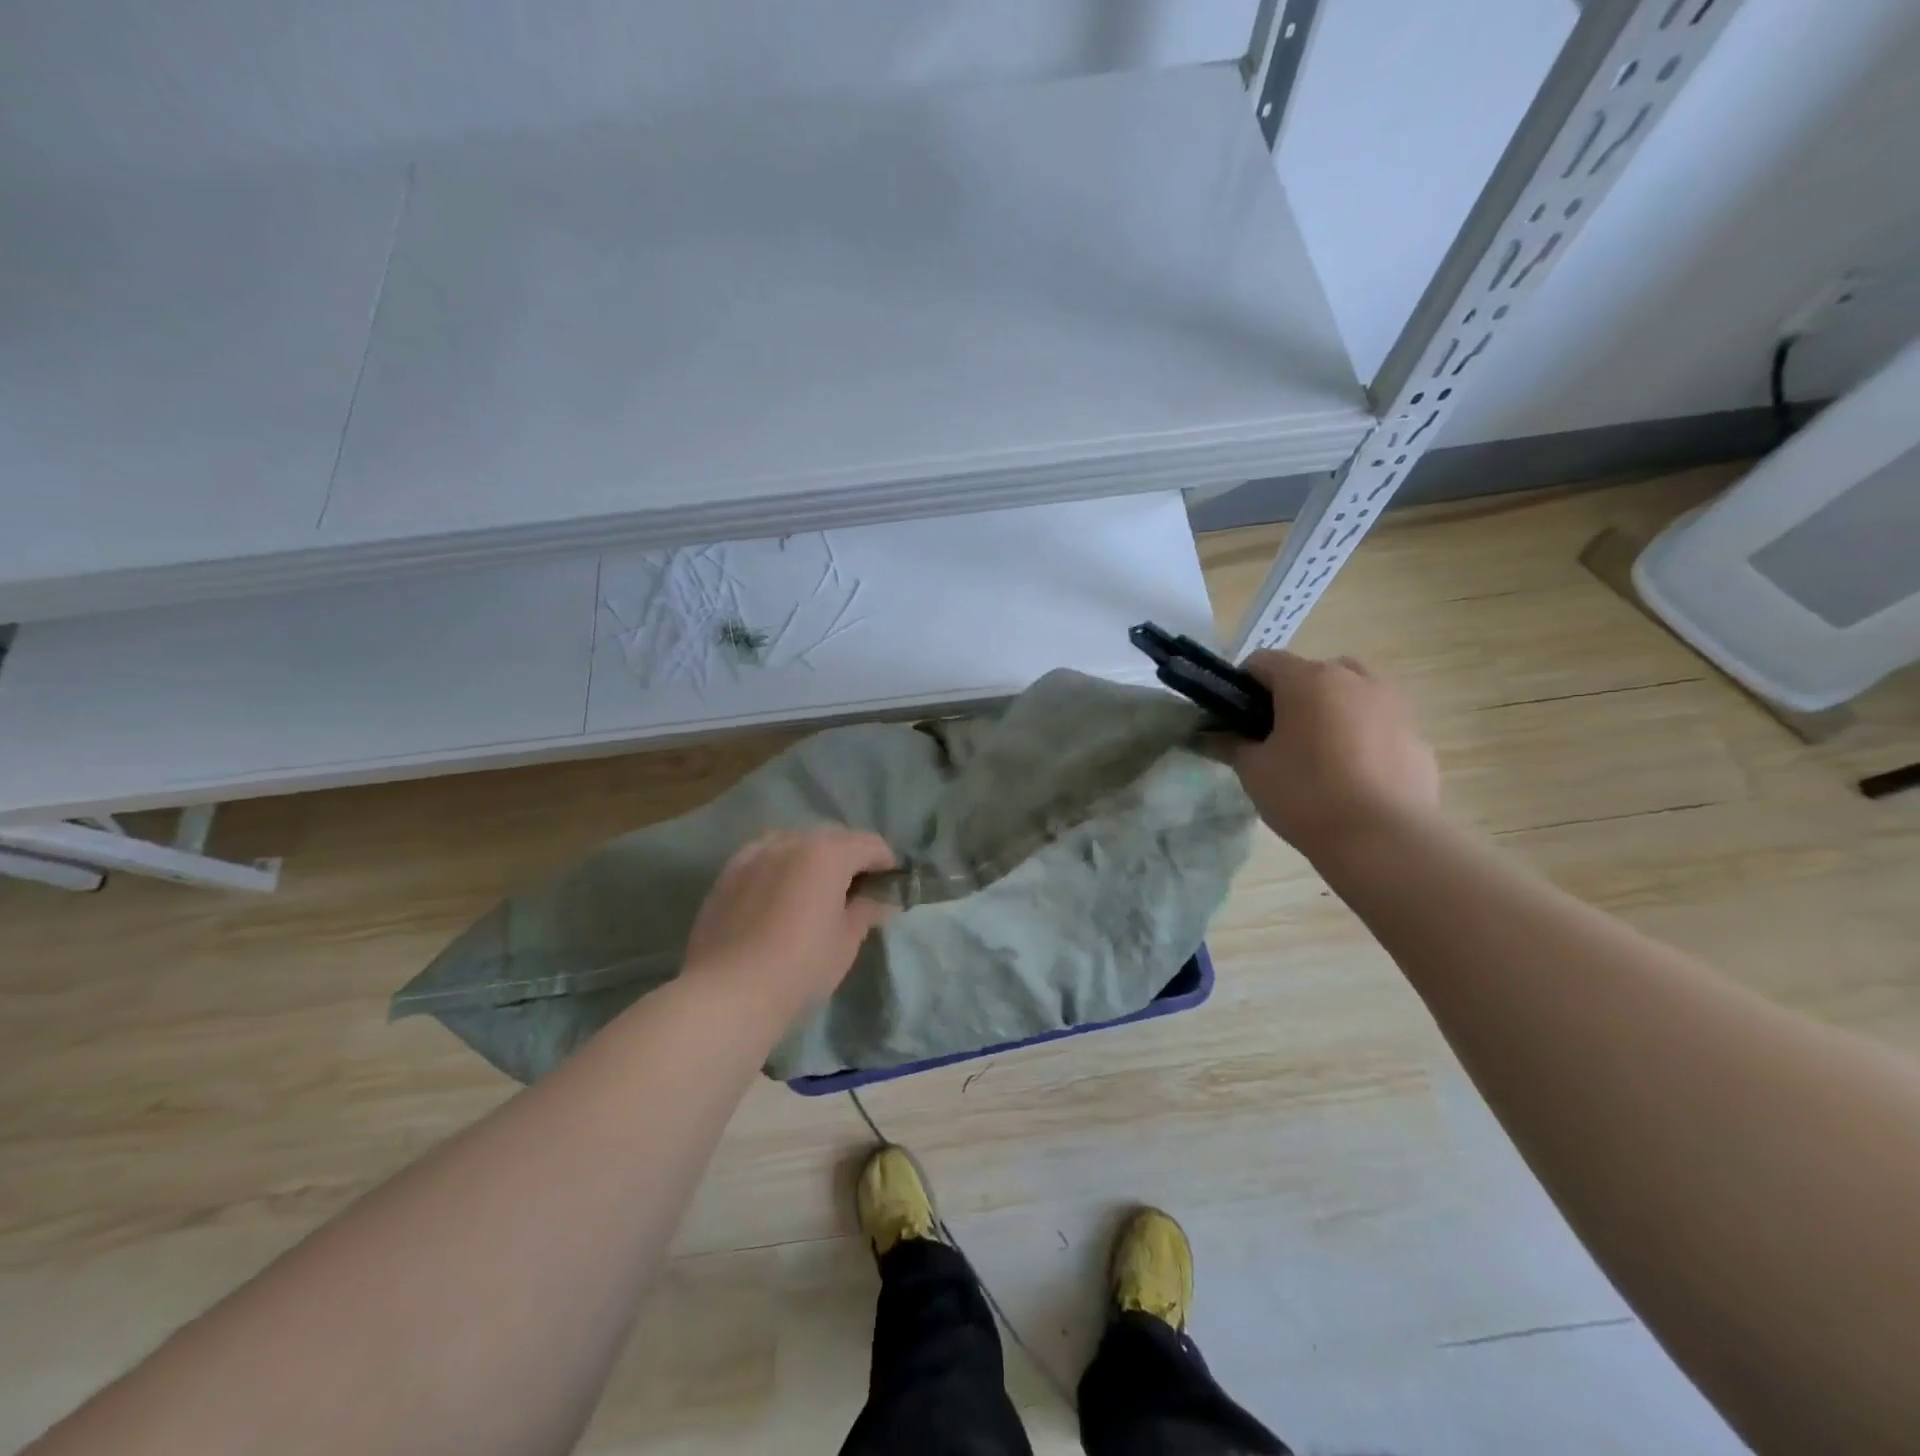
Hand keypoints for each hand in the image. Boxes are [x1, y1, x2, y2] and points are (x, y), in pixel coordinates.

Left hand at [681, 827, 896, 1023]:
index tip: (891, 886)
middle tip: (857, 891)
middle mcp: (790, 841)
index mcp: (826, 853)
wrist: (726, 993)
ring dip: (813, 858)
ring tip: (816, 890)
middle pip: (832, 837)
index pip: (869, 844)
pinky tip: (780, 893)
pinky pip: (764, 857)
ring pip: (795, 843)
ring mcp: (754, 854)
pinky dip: (781, 866)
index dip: (886, 863)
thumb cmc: (800, 967)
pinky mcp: (728, 873)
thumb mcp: (846, 941)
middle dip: (850, 857)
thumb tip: (881, 899)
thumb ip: (866, 910)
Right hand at [1234, 651, 1439, 855]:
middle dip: (1293, 696)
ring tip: (1320, 755)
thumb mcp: (1253, 770)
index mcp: (1309, 680)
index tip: (1236, 718)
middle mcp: (1356, 680)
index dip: (1242, 686)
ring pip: (1354, 694)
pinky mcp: (1418, 739)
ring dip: (1333, 711)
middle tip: (1278, 736)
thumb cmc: (1305, 794)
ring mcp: (1395, 706)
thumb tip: (1209, 736)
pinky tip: (1354, 778)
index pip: (1263, 662)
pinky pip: (1380, 726)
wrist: (1381, 839)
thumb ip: (1230, 745)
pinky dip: (1363, 739)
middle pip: (1313, 672)